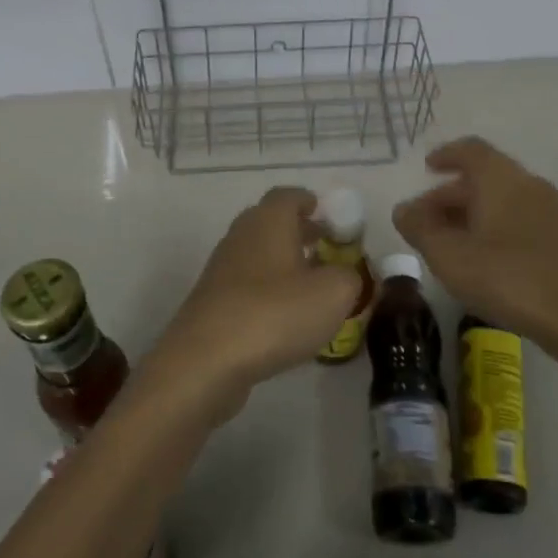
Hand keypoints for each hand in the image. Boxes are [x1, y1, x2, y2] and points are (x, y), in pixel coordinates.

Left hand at [148, 187, 361, 422]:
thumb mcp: (334, 293)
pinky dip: (268, 291)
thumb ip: (351, 277)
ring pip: (259, 254)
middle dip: (300, 232)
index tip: (331, 217)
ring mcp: (222, 268)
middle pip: (272, 222)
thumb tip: (348, 274)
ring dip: (284, 263)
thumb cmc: (275, 313)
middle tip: (328, 249)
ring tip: (312, 287)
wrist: (206, 361)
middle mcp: (242, 235)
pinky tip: (286, 318)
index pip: (289, 195)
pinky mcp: (213, 301)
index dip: (311, 202)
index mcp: (269, 220)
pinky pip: (247, 284)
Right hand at [391, 137, 557, 352]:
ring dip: (472, 212)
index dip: (446, 155)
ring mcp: (550, 211)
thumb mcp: (448, 255)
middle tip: (425, 219)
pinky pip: (518, 218)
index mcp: (500, 178)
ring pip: (502, 199)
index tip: (427, 168)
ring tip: (448, 242)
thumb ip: (420, 228)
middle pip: (484, 176)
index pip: (470, 150)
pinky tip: (481, 258)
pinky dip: (493, 226)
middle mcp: (528, 184)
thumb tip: (404, 210)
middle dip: (451, 193)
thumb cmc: (506, 277)